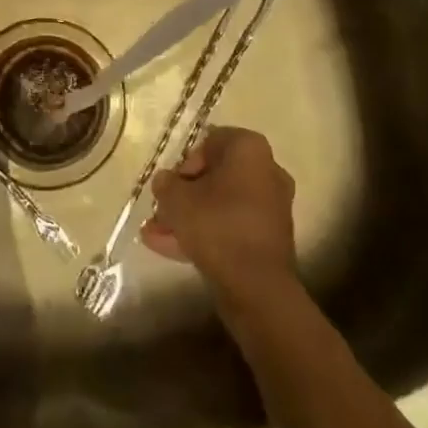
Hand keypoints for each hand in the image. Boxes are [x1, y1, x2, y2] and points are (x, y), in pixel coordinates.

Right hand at [140, 126, 296, 298]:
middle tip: (162, 209)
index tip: (172, 184)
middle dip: (186, 194)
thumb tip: (166, 182)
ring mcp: (272, 206)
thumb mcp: (176, 198)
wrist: (257, 286)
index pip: (210, 141)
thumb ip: (166, 183)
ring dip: (191, 217)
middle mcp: (267, 170)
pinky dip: (207, 234)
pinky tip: (172, 250)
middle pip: (216, 176)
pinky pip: (232, 227)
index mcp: (249, 149)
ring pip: (221, 205)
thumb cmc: (216, 225)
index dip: (186, 161)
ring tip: (156, 235)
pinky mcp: (270, 238)